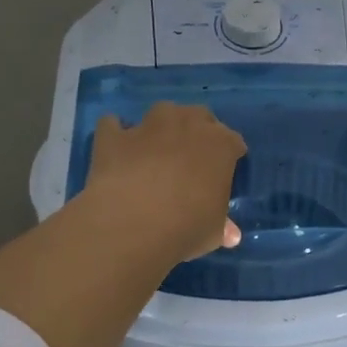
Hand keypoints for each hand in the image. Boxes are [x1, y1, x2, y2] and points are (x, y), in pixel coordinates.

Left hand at [83, 103, 246, 265]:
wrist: (132, 225)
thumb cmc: (187, 227)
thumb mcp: (214, 233)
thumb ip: (222, 226)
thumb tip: (231, 235)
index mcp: (221, 145)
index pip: (233, 142)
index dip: (230, 155)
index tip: (224, 172)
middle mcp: (187, 124)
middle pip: (200, 116)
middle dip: (198, 131)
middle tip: (193, 157)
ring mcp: (148, 126)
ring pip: (162, 111)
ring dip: (163, 126)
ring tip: (158, 147)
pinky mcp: (113, 137)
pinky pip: (113, 125)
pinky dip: (116, 133)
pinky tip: (118, 149)